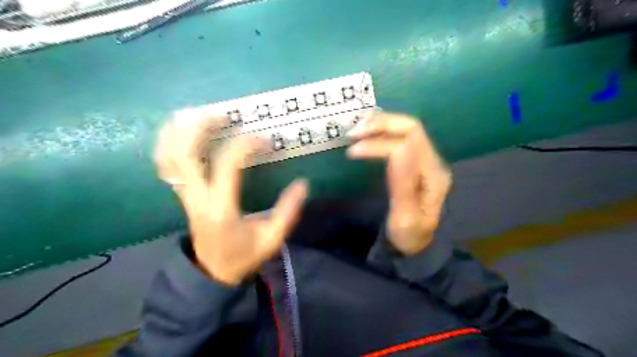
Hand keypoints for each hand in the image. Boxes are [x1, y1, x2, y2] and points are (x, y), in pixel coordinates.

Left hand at [154, 107, 307, 285]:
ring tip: (197, 113)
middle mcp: (197, 199)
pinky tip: (182, 130)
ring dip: (178, 131)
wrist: (212, 273)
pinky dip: (169, 143)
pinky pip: (166, 165)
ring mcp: (184, 196)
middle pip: (184, 155)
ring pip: (168, 157)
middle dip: (200, 128)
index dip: (245, 146)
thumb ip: (287, 212)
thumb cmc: (244, 256)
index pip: (227, 166)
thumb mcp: (272, 239)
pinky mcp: (182, 195)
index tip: (264, 139)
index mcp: (221, 209)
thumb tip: (303, 184)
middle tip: (223, 114)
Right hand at [347, 113, 449, 254]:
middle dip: (381, 124)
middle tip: (353, 133)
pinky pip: (402, 135)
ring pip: (407, 128)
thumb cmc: (408, 236)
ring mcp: (427, 159)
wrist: (417, 244)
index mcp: (433, 176)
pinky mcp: (417, 160)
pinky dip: (383, 130)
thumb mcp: (405, 218)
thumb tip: (397, 149)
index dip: (378, 143)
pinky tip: (369, 133)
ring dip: (382, 124)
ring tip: (357, 130)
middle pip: (411, 128)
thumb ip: (403, 185)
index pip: (408, 145)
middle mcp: (434, 162)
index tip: (352, 151)